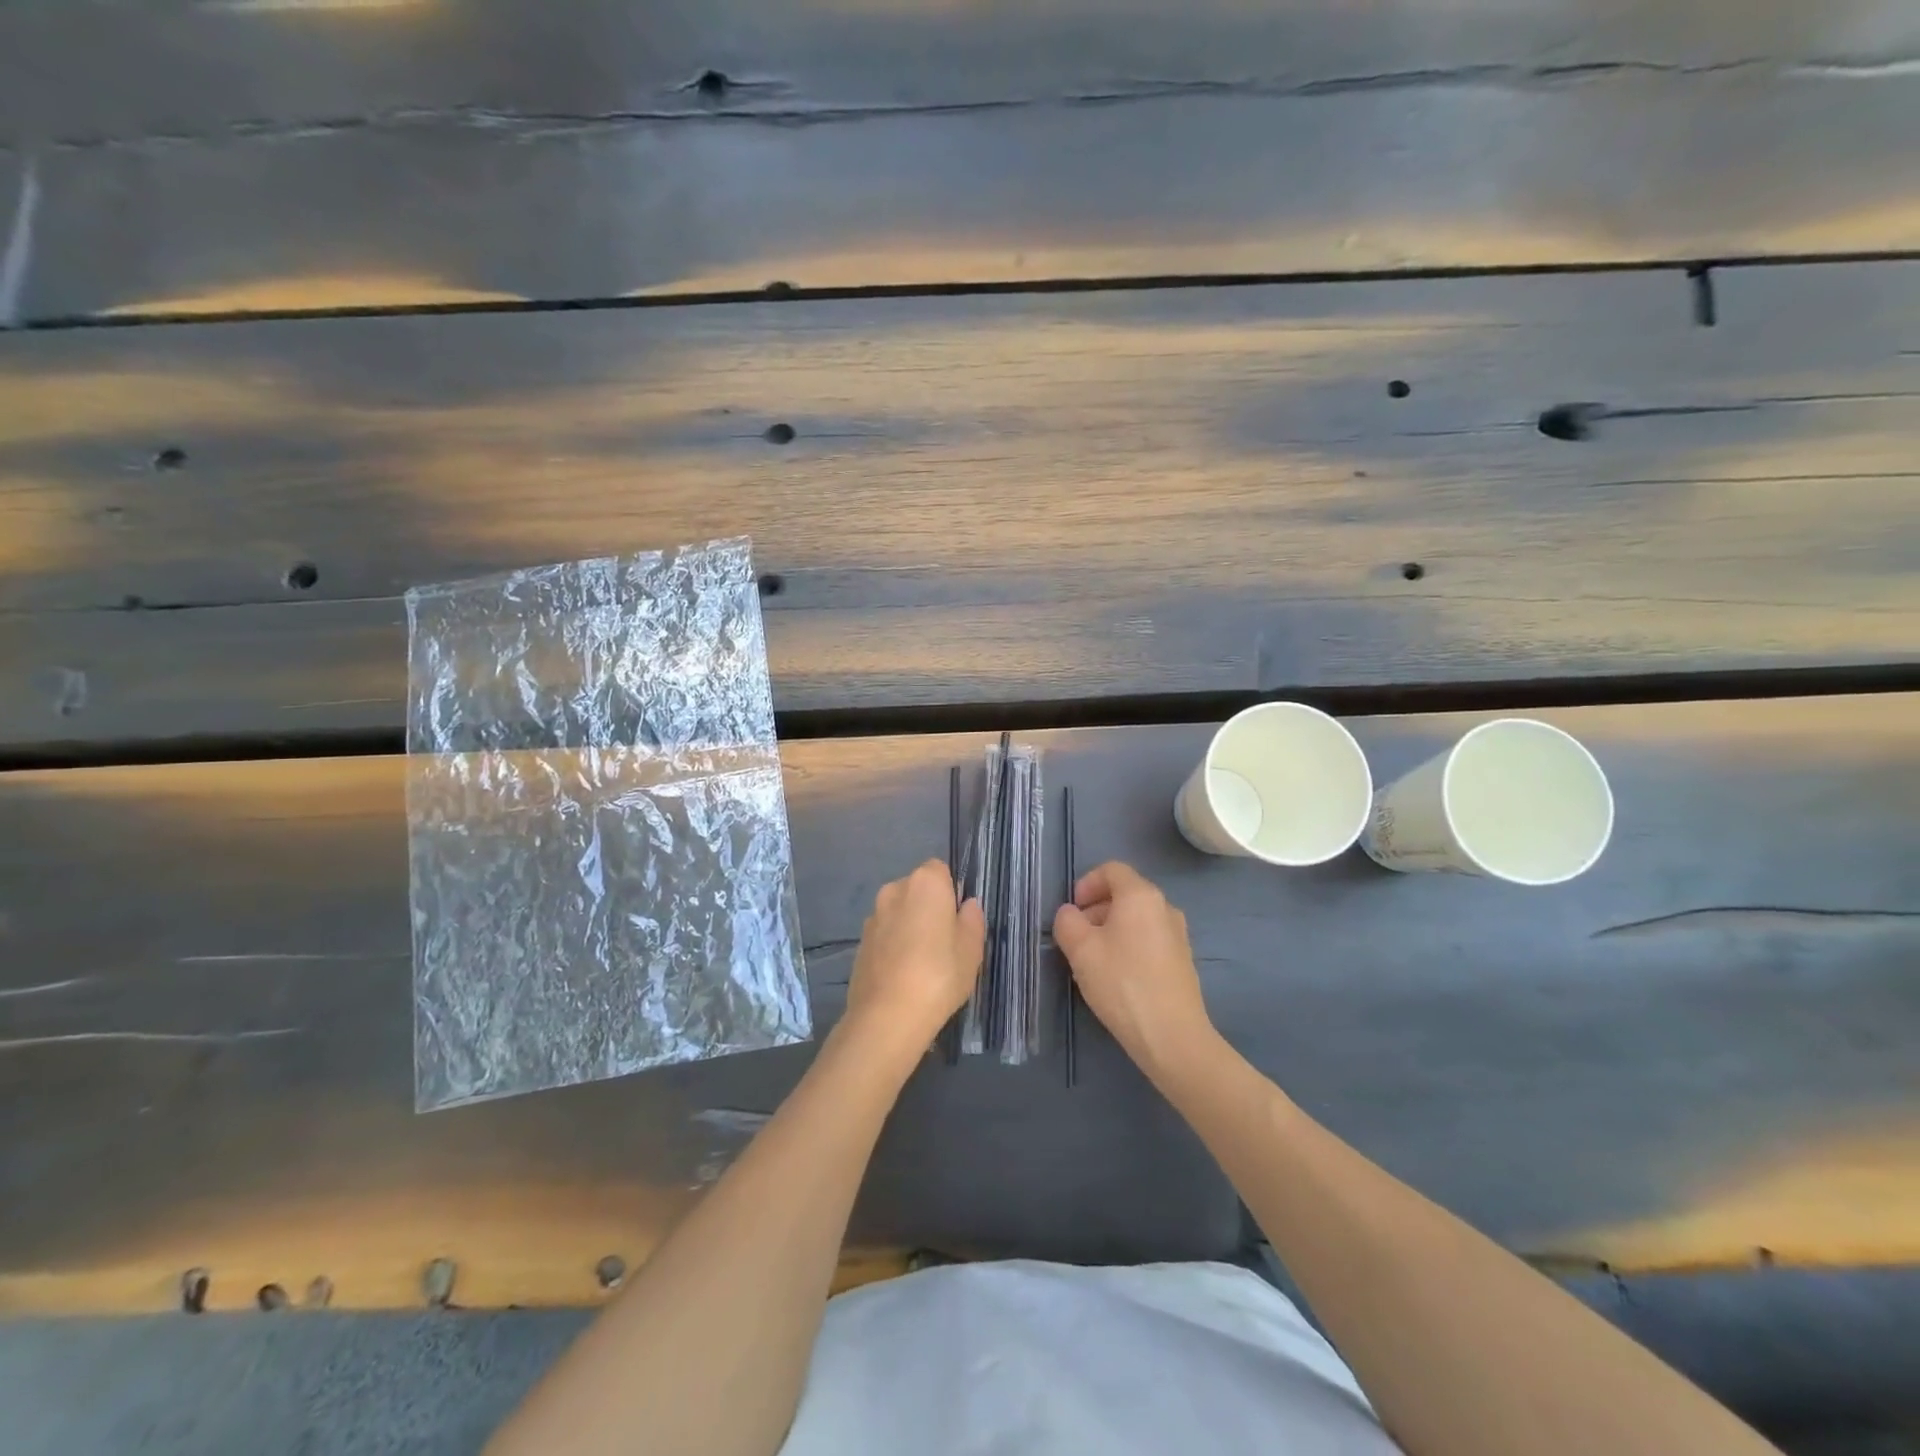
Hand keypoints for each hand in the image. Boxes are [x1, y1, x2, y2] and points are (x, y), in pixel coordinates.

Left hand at [843, 860, 985, 1051]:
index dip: (950, 892)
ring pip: (898, 912)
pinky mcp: (859, 942)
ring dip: (909, 926)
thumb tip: (967, 905)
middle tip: (944, 943)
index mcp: (925, 883)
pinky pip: (884, 934)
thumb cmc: (939, 975)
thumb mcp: (971, 950)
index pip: (940, 870)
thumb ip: (972, 920)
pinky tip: (902, 974)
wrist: (887, 1016)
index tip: (957, 920)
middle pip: (917, 890)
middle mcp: (894, 890)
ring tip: (922, 963)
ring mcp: (873, 916)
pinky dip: (893, 945)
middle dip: (928, 907)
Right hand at [1053, 861, 1216, 1078]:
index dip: (1086, 883)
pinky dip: (1129, 946)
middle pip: (1125, 894)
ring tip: (1094, 960)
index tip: (1073, 911)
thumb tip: (1070, 914)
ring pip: (1137, 919)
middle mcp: (1165, 907)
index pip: (1112, 870)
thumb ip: (1067, 922)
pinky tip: (1117, 977)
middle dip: (1096, 909)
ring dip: (1111, 929)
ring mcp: (1178, 935)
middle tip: (1077, 937)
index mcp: (1141, 896)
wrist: (1172, 1036)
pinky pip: (1149, 940)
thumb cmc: (1122, 983)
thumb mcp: (1081, 949)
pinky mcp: (1183, 961)